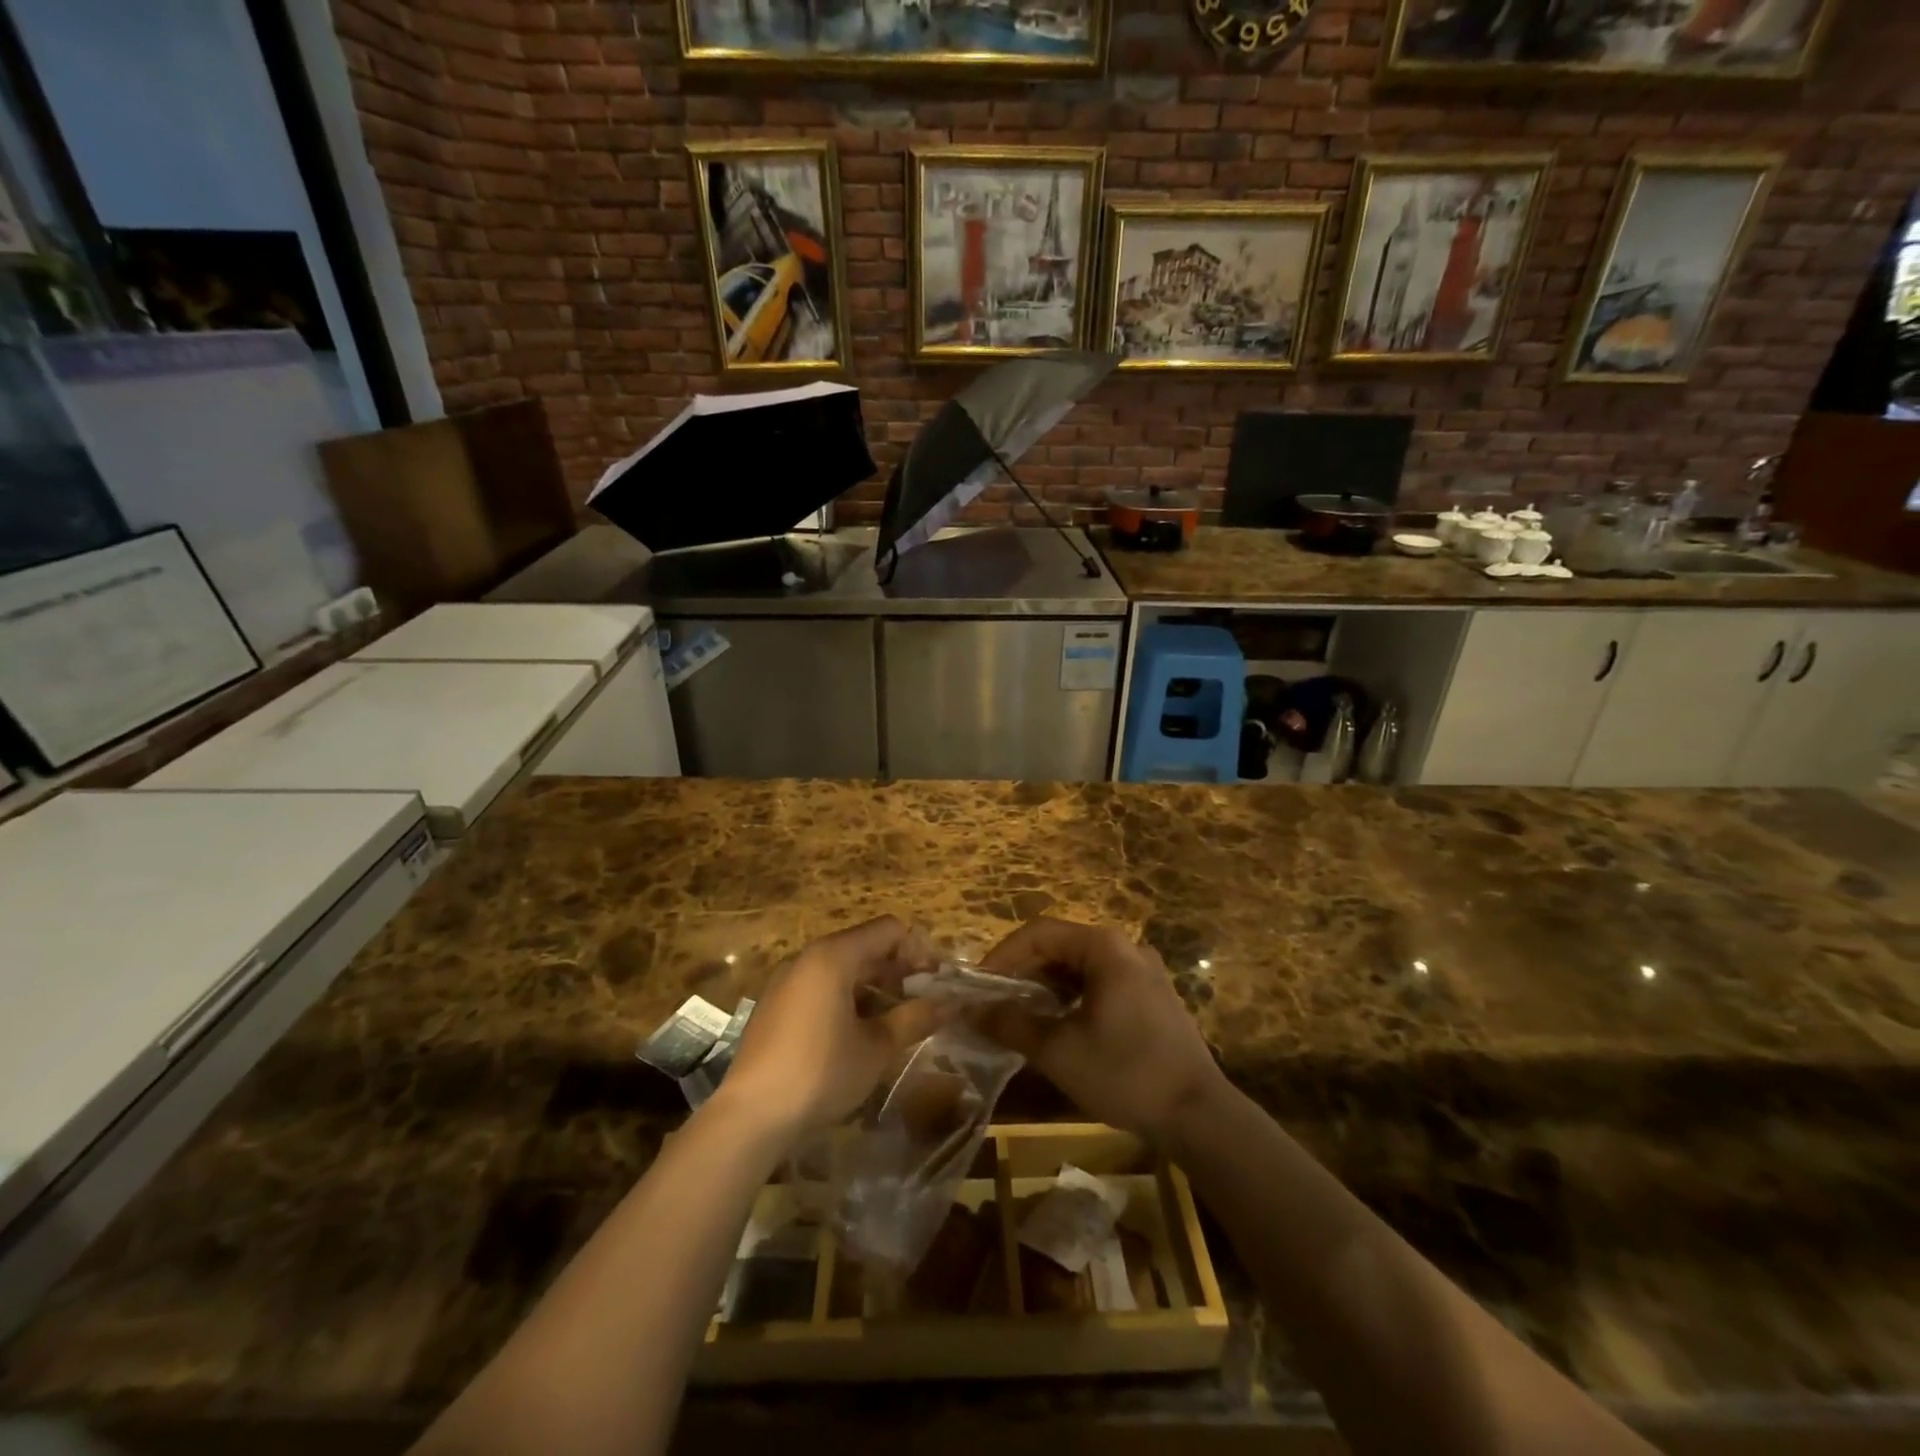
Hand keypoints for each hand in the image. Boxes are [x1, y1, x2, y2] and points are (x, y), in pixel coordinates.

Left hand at [719, 916, 944, 1139]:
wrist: (750, 1115)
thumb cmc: (820, 1073)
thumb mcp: (876, 1048)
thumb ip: (914, 1019)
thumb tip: (950, 1004)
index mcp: (833, 956)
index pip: (888, 930)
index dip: (918, 949)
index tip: (937, 981)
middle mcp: (807, 958)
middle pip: (864, 946)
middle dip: (898, 969)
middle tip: (923, 1000)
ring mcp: (787, 981)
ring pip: (842, 968)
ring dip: (874, 985)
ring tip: (896, 1018)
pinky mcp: (775, 1005)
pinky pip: (820, 986)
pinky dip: (847, 997)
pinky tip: (857, 1032)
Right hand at [978, 918, 1224, 1146]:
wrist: (1199, 1116)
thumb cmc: (1125, 1073)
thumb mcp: (1058, 1051)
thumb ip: (1010, 1023)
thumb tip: (969, 1010)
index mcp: (1104, 947)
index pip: (1039, 933)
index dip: (1002, 956)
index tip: (978, 987)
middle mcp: (1125, 947)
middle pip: (1060, 946)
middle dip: (1022, 972)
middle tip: (994, 1003)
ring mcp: (1143, 971)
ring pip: (1079, 966)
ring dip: (1045, 986)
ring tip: (1018, 1016)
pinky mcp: (1151, 996)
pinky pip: (1099, 983)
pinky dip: (1070, 997)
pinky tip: (1056, 1025)